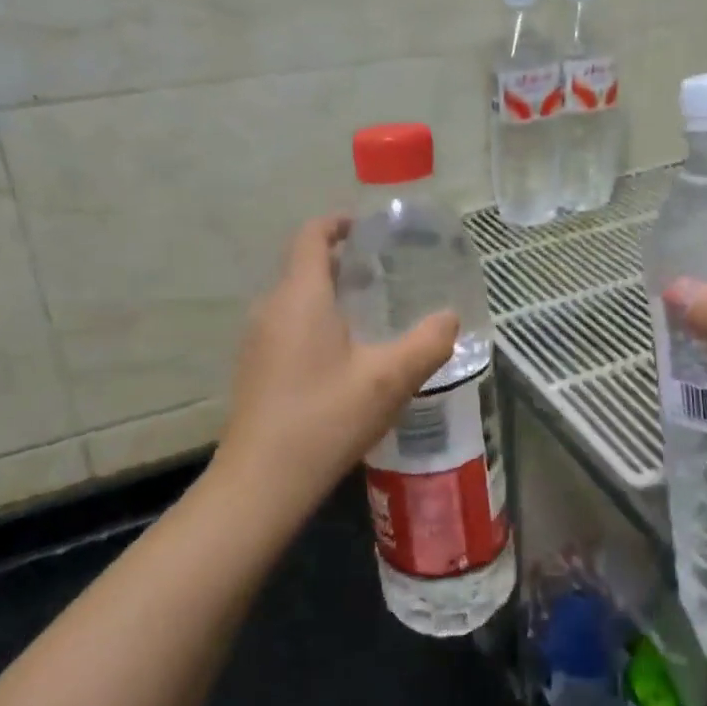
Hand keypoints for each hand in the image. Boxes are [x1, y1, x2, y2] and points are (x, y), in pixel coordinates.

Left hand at [218, 215, 458, 513]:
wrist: (262, 482)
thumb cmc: (326, 418)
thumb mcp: (389, 379)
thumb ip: (427, 343)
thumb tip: (451, 318)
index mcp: (301, 297)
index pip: (311, 236)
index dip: (337, 223)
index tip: (368, 228)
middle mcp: (272, 308)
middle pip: (304, 266)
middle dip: (342, 261)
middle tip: (385, 273)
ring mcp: (257, 340)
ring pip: (295, 298)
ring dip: (330, 294)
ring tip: (371, 312)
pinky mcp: (255, 368)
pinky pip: (287, 325)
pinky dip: (316, 321)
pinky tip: (345, 356)